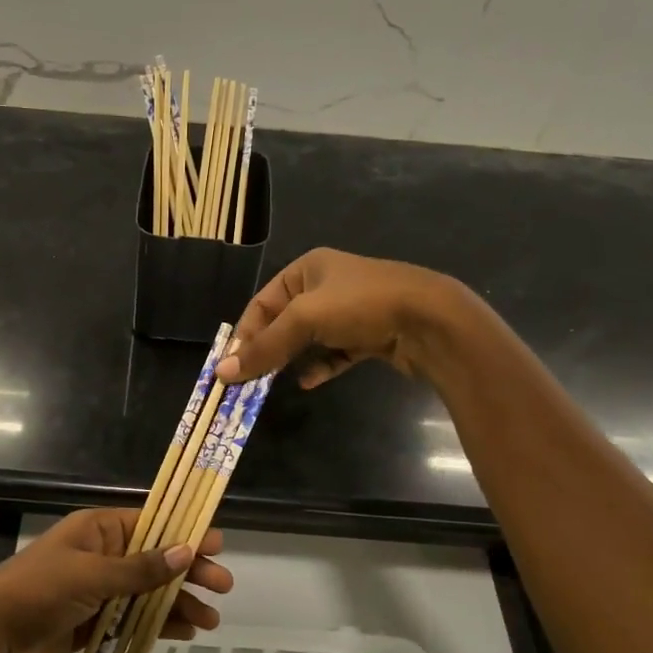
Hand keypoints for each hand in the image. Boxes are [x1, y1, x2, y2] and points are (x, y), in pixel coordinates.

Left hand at [0, 509, 230, 652]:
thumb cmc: (38, 591)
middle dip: (188, 572)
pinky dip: (156, 625)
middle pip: (154, 560)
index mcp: (97, 530)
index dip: (184, 532)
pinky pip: (132, 620)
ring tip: (210, 621)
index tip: (217, 544)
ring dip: (177, 604)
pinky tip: (184, 633)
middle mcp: (100, 556)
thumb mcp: (91, 574)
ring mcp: (96, 592)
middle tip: (223, 586)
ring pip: (147, 593)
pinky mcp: (91, 624)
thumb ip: (140, 568)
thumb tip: (186, 551)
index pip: (151, 524)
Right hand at [216, 247, 477, 388]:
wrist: (431, 320)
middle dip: (266, 349)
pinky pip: (335, 353)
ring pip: (309, 339)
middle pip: (284, 321)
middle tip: (246, 380)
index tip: (230, 365)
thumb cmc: (361, 305)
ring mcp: (351, 312)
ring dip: (290, 360)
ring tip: (271, 384)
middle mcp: (328, 286)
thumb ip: (264, 347)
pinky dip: (321, 366)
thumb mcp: (304, 320)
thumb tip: (222, 373)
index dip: (244, 333)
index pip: (262, 302)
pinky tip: (308, 382)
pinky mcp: (369, 336)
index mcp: (308, 269)